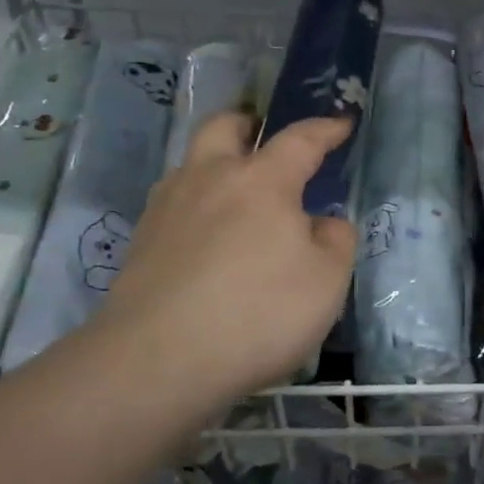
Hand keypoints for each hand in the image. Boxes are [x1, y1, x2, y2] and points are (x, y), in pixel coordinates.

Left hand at [90, 113, 357, 409]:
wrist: (158, 361)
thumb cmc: (258, 313)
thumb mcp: (327, 281)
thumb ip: (335, 241)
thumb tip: (322, 223)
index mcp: (261, 181)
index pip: (300, 140)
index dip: (326, 129)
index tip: (343, 122)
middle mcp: (208, 179)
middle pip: (224, 127)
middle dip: (249, 124)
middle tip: (266, 138)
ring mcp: (167, 208)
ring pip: (192, 164)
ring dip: (217, 164)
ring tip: (238, 197)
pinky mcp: (140, 242)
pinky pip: (176, 204)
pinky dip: (198, 206)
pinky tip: (209, 239)